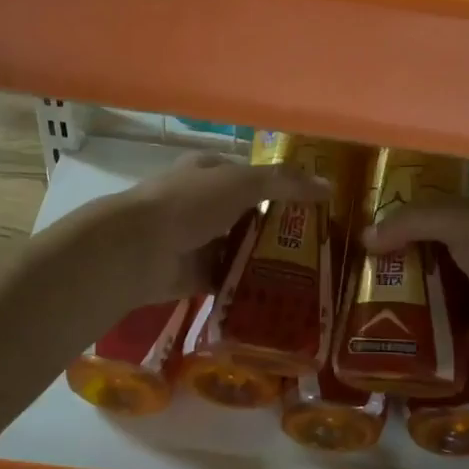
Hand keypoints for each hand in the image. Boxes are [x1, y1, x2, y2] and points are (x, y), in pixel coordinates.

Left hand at [91, 151, 329, 301]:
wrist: (139, 249)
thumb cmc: (190, 203)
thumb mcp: (242, 182)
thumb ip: (284, 183)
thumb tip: (329, 187)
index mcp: (210, 172)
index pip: (253, 177)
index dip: (283, 188)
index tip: (317, 207)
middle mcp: (204, 204)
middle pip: (250, 216)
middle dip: (280, 231)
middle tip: (321, 248)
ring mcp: (199, 241)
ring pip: (241, 250)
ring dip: (267, 261)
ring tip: (310, 275)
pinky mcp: (196, 275)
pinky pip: (230, 280)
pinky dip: (250, 288)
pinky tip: (281, 296)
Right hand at [362, 198, 468, 380]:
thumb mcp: (457, 222)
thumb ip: (411, 220)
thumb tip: (366, 237)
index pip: (453, 209)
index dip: (420, 215)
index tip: (386, 229)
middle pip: (445, 245)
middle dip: (413, 252)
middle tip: (375, 262)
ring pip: (444, 279)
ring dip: (415, 285)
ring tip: (375, 290)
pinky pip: (446, 313)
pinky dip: (425, 315)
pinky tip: (397, 317)